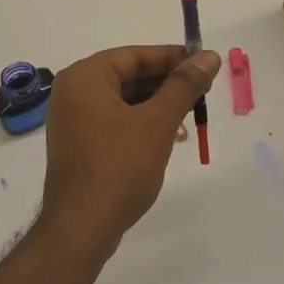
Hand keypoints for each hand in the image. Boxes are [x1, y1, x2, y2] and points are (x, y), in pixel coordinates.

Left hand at [38, 45, 221, 254]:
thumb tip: (209, 56)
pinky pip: (116, 120)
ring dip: (158, 104)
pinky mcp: (81, 144)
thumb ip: (184, 86)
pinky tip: (169, 136)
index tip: (206, 64)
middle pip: (128, 75)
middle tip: (204, 90)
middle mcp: (74, 92)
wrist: (82, 228)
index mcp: (85, 78)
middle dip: (167, 83)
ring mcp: (74, 120)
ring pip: (124, 99)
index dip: (173, 57)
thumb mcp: (157, 122)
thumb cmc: (119, 168)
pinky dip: (142, 122)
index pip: (135, 55)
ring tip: (191, 115)